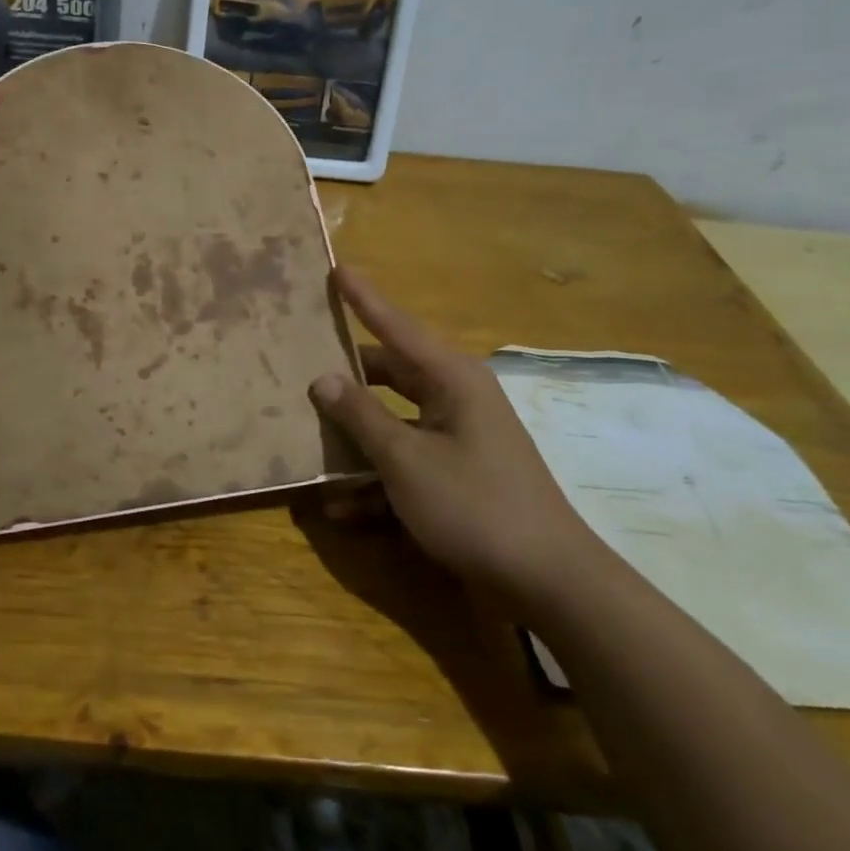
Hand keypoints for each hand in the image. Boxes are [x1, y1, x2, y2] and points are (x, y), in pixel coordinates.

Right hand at [309, 267, 606, 611]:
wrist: (547, 581)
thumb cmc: (474, 505)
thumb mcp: (406, 460)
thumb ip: (360, 416)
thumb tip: (322, 379)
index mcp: (451, 379)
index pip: (396, 327)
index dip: (364, 299)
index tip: (337, 269)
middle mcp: (455, 399)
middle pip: (389, 376)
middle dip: (346, 380)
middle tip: (302, 367)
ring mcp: (457, 438)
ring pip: (392, 424)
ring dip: (355, 442)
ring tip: (308, 447)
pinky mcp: (457, 474)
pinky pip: (406, 463)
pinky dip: (377, 482)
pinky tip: (343, 510)